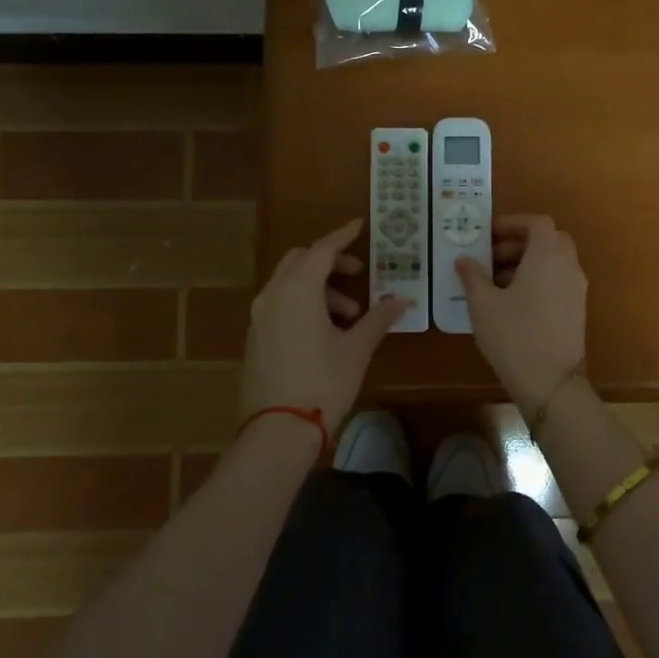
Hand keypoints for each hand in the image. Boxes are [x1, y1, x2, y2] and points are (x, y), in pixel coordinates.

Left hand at [241, 218, 409, 434]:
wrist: (277, 431)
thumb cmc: (323, 382)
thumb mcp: (357, 348)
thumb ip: (379, 318)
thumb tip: (403, 300)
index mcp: (297, 289)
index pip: (322, 250)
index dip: (343, 235)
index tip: (360, 225)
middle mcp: (272, 295)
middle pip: (301, 261)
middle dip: (330, 263)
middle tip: (359, 276)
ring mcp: (259, 318)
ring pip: (289, 284)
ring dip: (320, 289)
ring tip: (350, 317)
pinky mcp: (255, 338)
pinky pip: (280, 305)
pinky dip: (303, 304)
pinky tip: (326, 333)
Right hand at [454, 214, 586, 405]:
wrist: (551, 383)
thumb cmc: (514, 335)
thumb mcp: (483, 304)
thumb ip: (472, 275)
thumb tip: (463, 259)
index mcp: (548, 255)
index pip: (537, 223)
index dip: (512, 223)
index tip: (488, 235)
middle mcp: (568, 266)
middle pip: (549, 239)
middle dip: (520, 243)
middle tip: (491, 257)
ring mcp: (577, 289)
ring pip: (554, 261)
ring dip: (528, 262)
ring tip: (496, 281)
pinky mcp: (577, 310)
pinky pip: (558, 281)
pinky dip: (539, 279)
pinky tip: (512, 302)